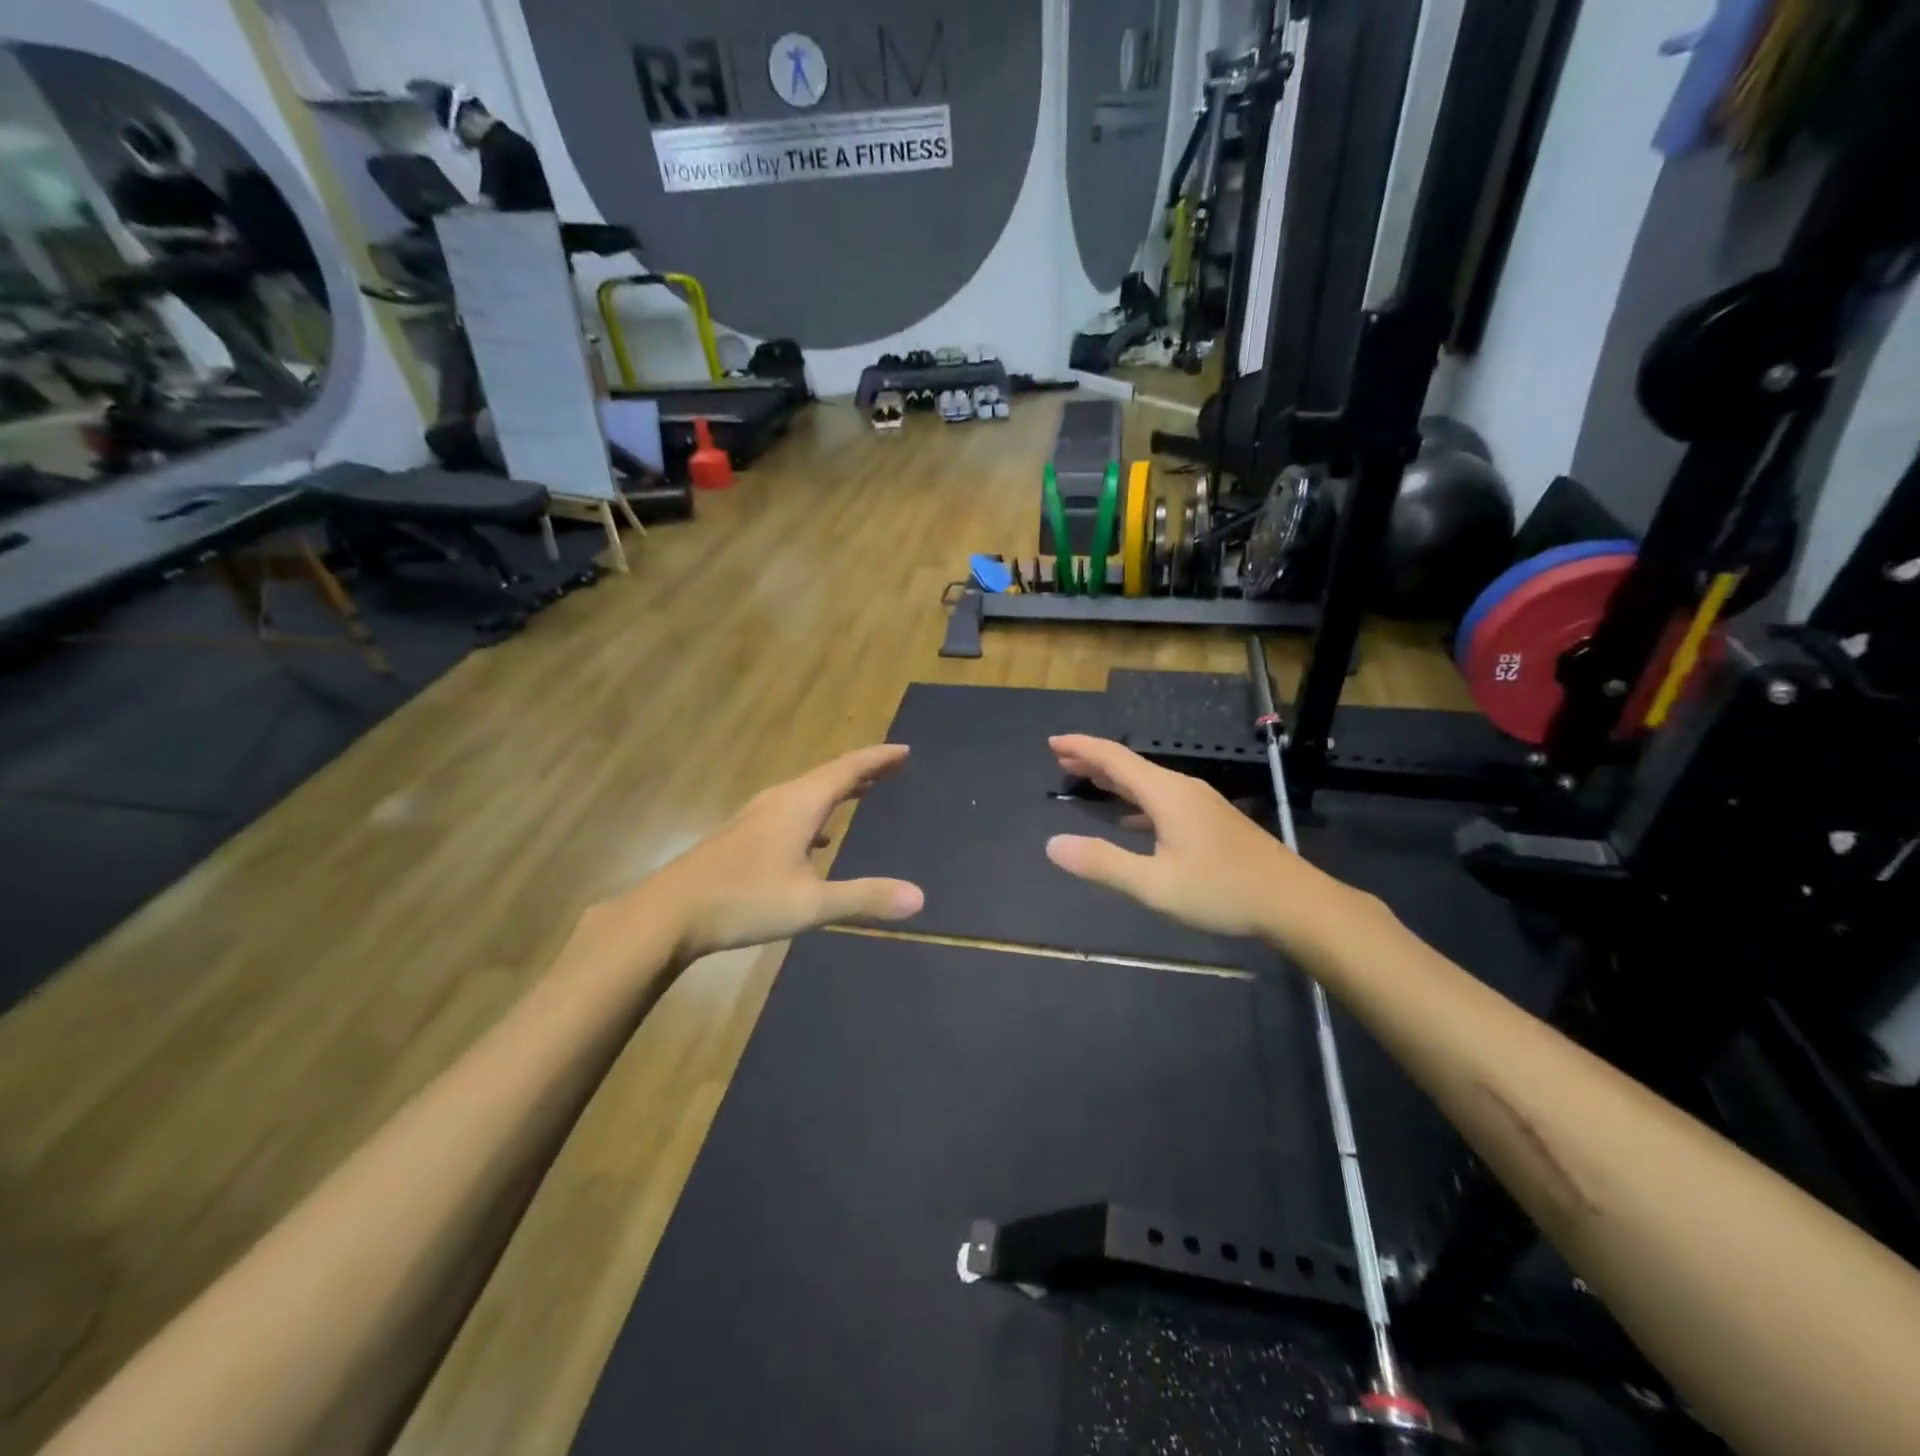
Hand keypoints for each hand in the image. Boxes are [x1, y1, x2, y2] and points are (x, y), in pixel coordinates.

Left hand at [639, 744, 924, 962]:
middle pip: (828, 775)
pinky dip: (815, 813)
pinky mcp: (741, 835)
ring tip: (861, 793)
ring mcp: (756, 816)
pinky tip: (817, 840)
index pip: (848, 769)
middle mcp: (779, 801)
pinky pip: (790, 810)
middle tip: (893, 768)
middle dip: (863, 771)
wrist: (668, 913)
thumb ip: (864, 897)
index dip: (878, 758)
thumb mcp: (810, 904)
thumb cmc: (743, 901)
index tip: (905, 750)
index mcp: (799, 805)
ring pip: (807, 792)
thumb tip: (919, 897)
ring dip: (837, 790)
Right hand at [1044, 734, 1342, 948]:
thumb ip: (1103, 863)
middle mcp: (1182, 790)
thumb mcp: (1155, 884)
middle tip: (1061, 760)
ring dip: (1115, 781)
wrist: (1294, 903)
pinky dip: (1136, 803)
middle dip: (1094, 761)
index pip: (1114, 759)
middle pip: (1130, 766)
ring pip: (1148, 784)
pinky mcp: (1212, 822)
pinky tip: (1130, 822)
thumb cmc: (1222, 891)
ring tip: (1088, 782)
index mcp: (1166, 794)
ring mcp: (1201, 805)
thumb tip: (1052, 845)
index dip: (1081, 748)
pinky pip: (1163, 801)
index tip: (1052, 742)